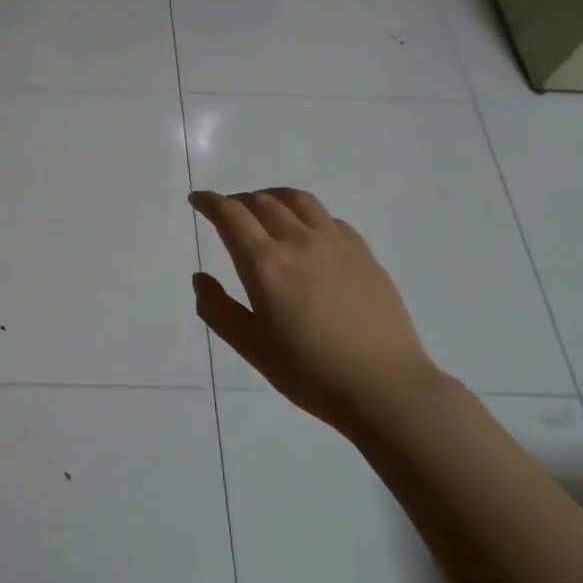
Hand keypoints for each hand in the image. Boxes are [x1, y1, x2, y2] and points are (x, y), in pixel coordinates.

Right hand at [191, 188, 445, 427]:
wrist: (384, 385)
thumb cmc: (309, 371)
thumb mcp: (251, 347)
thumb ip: (218, 309)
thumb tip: (200, 277)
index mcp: (266, 264)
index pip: (231, 216)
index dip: (210, 202)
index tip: (198, 199)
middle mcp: (298, 242)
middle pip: (263, 202)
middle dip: (238, 200)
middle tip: (227, 211)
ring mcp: (335, 244)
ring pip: (299, 200)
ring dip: (273, 196)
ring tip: (264, 206)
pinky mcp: (363, 253)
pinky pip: (328, 218)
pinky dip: (306, 213)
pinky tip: (306, 231)